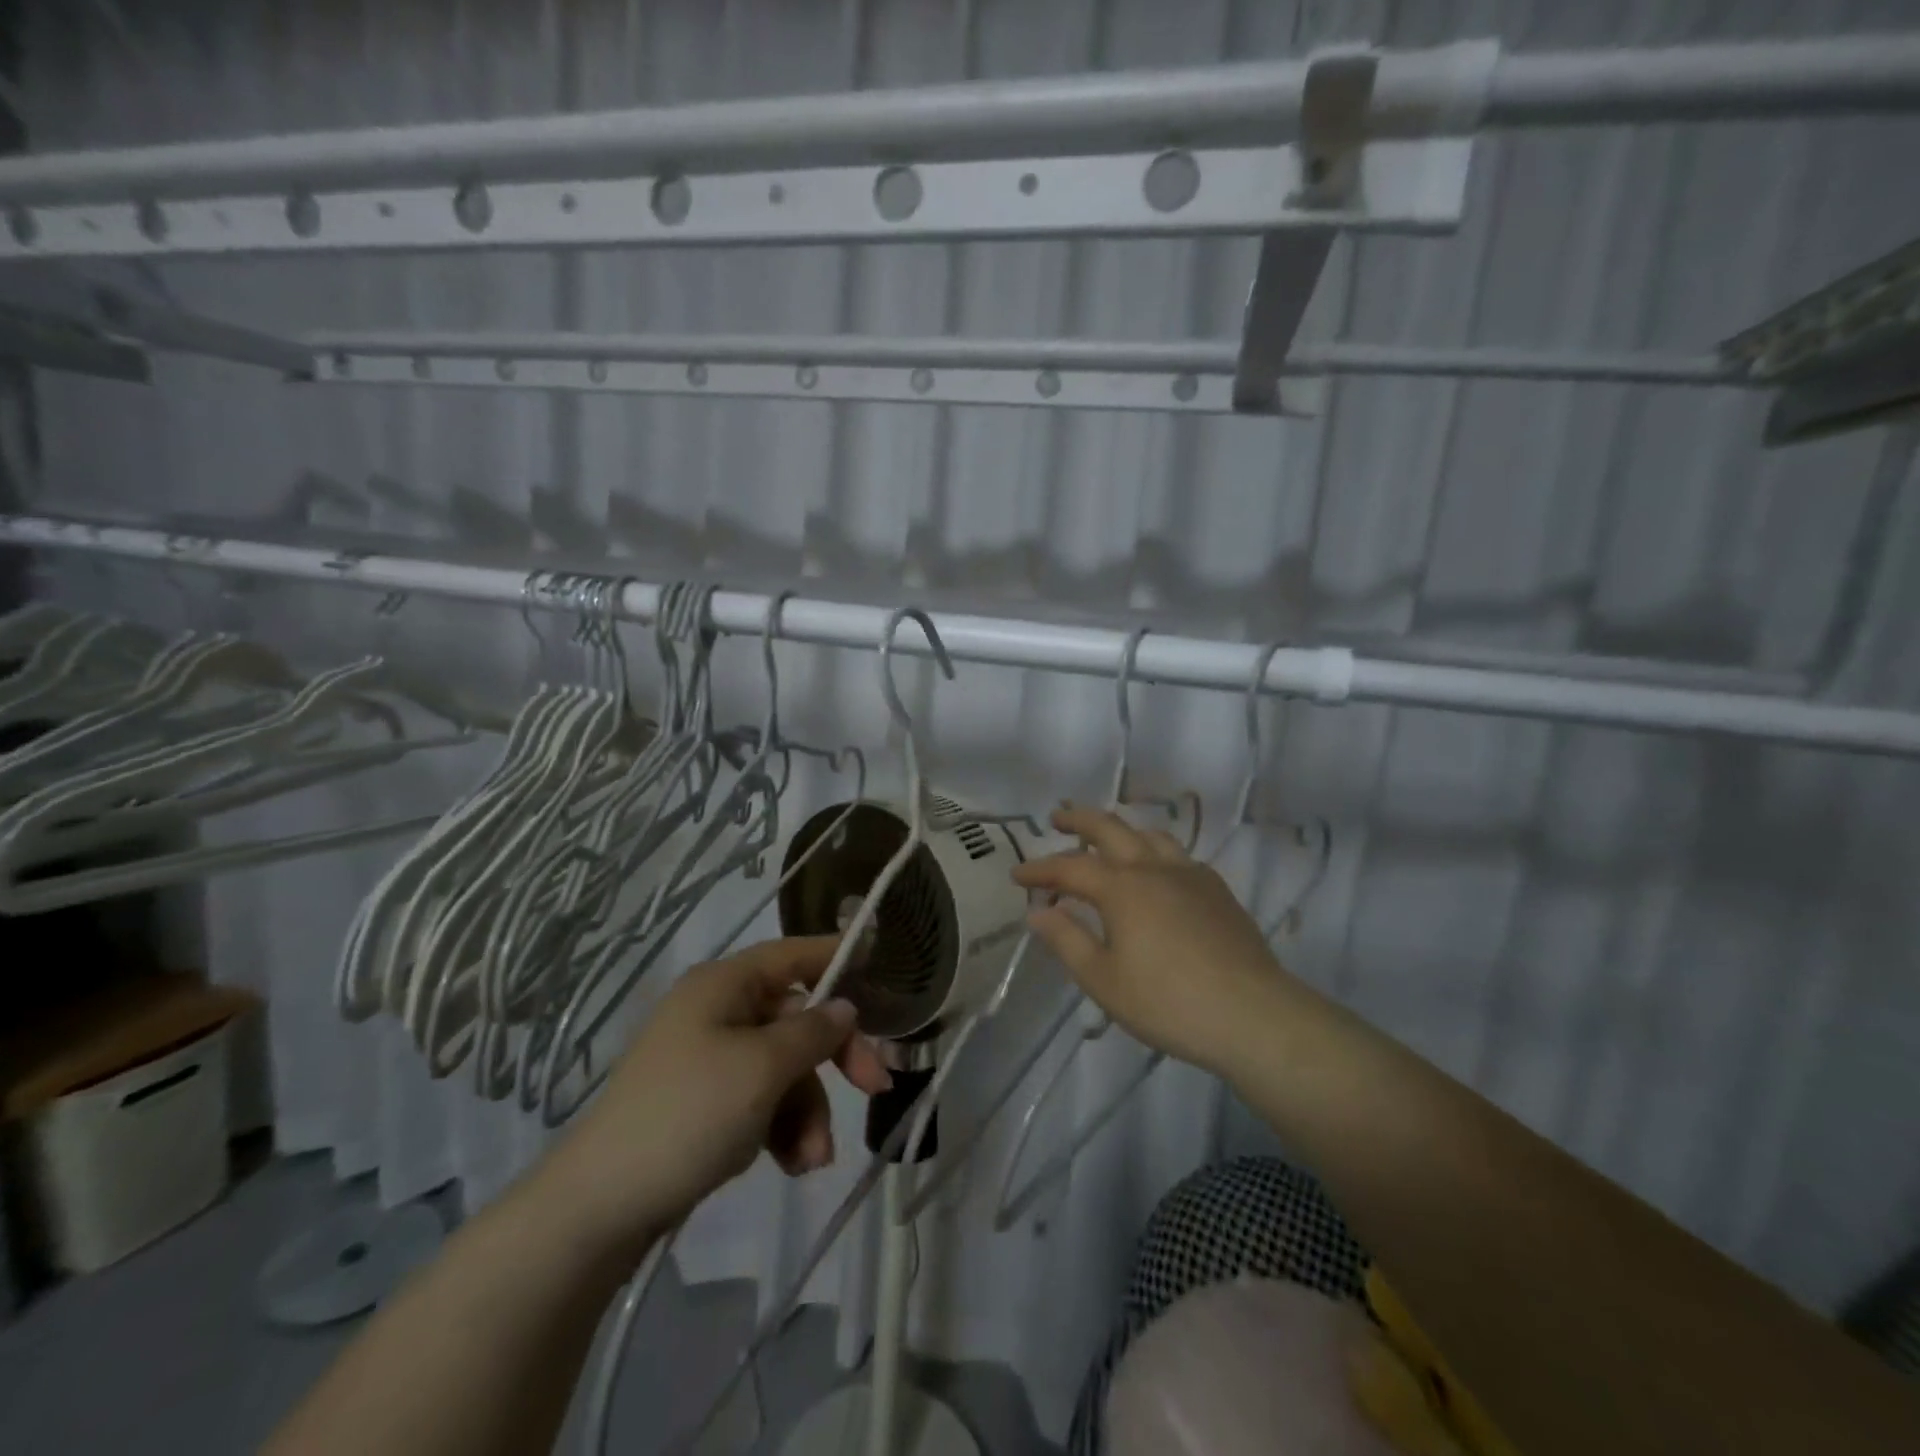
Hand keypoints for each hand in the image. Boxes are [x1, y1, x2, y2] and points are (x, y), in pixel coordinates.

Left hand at [542, 936, 891, 1259]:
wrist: (601, 1206)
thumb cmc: (689, 1114)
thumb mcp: (762, 1068)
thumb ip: (812, 1033)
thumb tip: (844, 1007)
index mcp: (724, 986)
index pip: (792, 954)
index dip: (836, 954)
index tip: (881, 963)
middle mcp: (718, 1012)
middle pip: (797, 1019)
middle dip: (834, 1059)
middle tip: (875, 1088)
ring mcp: (710, 1060)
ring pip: (785, 1069)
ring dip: (809, 1110)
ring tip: (812, 1159)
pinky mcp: (706, 1104)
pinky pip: (763, 1101)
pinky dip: (784, 1128)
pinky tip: (791, 1165)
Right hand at [1013, 805, 1303, 1076]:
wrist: (1253, 1015)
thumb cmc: (1168, 1002)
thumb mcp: (1103, 980)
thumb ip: (1067, 940)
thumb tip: (1038, 912)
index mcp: (1122, 888)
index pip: (1069, 867)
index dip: (1040, 869)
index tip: (1016, 874)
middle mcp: (1154, 868)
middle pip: (1110, 828)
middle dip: (1079, 820)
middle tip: (1057, 818)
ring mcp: (1190, 875)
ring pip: (1149, 835)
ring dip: (1120, 830)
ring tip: (1106, 840)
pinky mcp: (1217, 890)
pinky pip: (1178, 854)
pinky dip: (1153, 851)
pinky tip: (1156, 872)